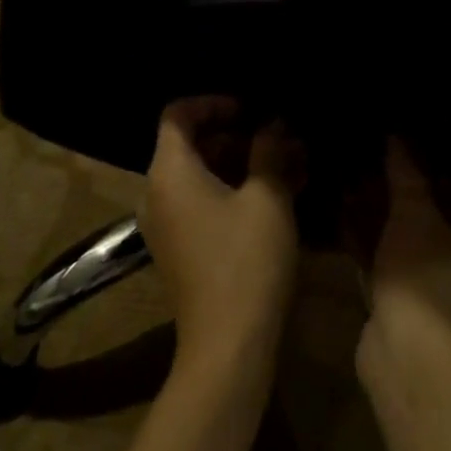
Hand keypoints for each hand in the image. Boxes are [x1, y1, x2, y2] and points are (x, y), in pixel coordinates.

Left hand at [140, 97, 303, 387]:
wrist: (228, 347)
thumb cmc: (246, 260)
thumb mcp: (267, 197)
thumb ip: (269, 151)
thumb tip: (273, 125)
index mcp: (170, 173)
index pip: (177, 116)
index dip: (213, 103)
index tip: (251, 109)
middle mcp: (159, 194)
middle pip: (191, 144)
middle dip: (238, 135)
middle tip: (280, 136)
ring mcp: (169, 224)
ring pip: (203, 175)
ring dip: (244, 164)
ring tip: (291, 163)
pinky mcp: (183, 249)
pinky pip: (205, 202)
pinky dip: (237, 191)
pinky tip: (282, 193)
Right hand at [358, 137, 450, 352]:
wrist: (410, 356)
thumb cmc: (425, 273)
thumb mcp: (412, 212)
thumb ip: (406, 174)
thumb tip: (397, 137)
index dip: (439, 172)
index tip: (407, 156)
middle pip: (438, 216)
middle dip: (403, 194)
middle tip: (373, 170)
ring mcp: (446, 288)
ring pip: (413, 241)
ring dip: (384, 219)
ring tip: (352, 190)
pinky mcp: (416, 308)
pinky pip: (396, 265)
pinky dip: (375, 247)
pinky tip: (344, 225)